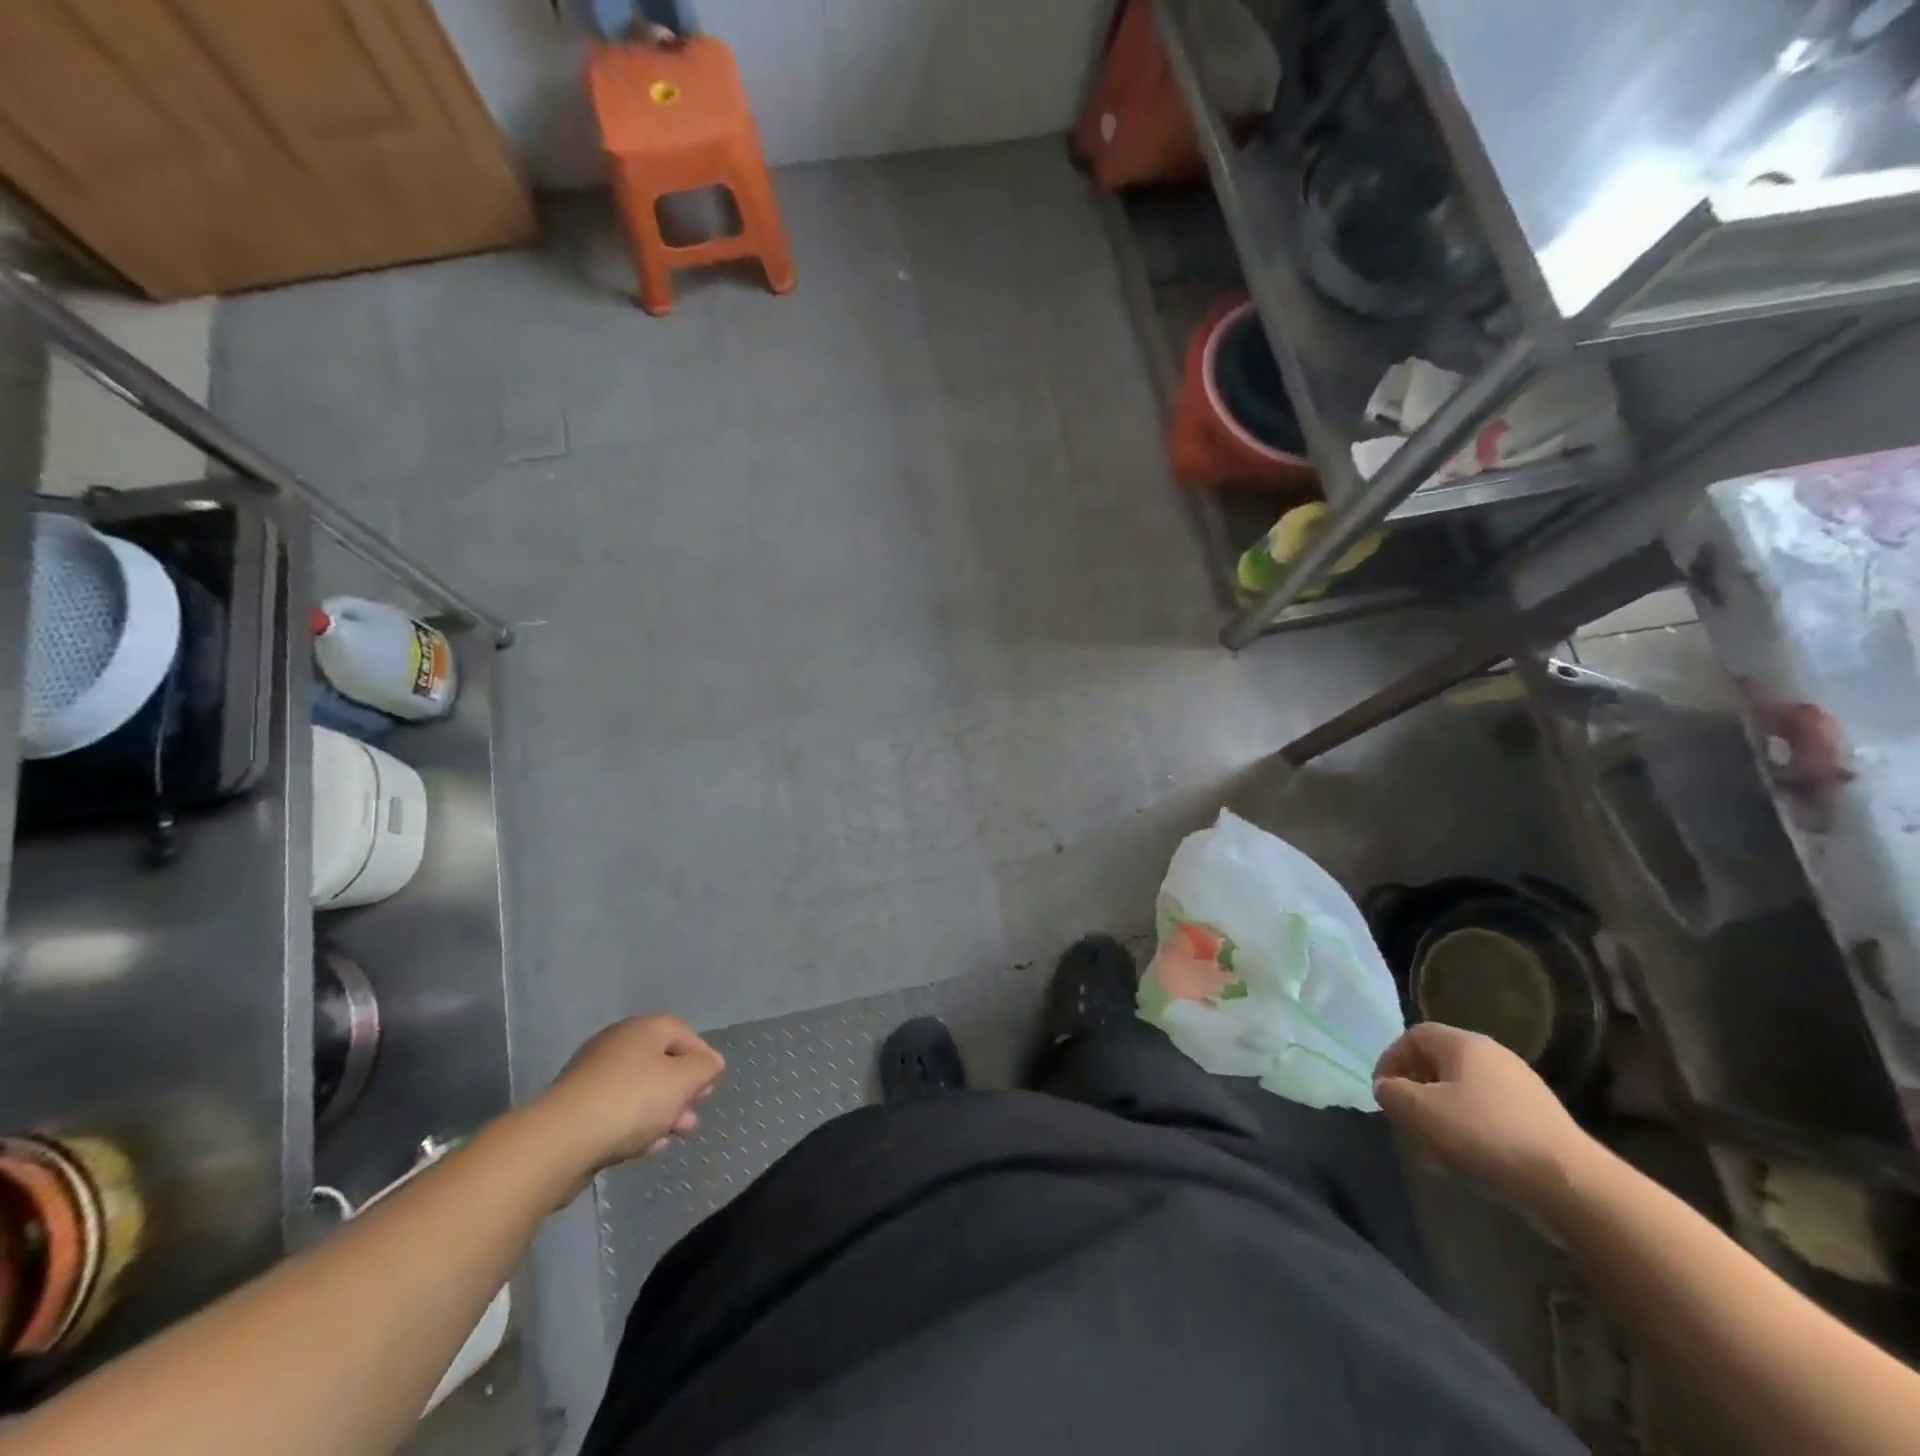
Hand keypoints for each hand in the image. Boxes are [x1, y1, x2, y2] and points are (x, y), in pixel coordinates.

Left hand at [533, 1016, 724, 1179]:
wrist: (560, 1141)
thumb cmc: (631, 1101)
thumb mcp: (682, 1081)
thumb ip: (704, 1068)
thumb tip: (711, 1062)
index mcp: (642, 1029)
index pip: (682, 1032)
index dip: (702, 1057)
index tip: (712, 1084)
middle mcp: (617, 1044)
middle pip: (660, 1062)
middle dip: (682, 1090)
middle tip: (694, 1114)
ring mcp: (592, 1076)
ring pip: (639, 1090)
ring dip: (662, 1111)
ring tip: (675, 1136)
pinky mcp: (576, 1109)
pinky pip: (617, 1111)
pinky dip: (636, 1125)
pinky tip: (647, 1147)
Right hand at [1373, 1022, 1596, 1211]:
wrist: (1572, 1186)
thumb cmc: (1484, 1135)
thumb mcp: (1419, 1111)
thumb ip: (1391, 1093)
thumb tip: (1389, 1089)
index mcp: (1465, 1044)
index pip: (1413, 1037)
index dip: (1390, 1061)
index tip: (1382, 1094)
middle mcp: (1495, 1057)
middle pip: (1438, 1067)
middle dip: (1415, 1096)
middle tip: (1406, 1125)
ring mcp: (1523, 1090)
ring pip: (1463, 1096)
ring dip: (1440, 1120)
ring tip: (1434, 1154)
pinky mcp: (1541, 1123)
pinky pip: (1490, 1118)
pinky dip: (1469, 1135)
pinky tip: (1469, 1166)